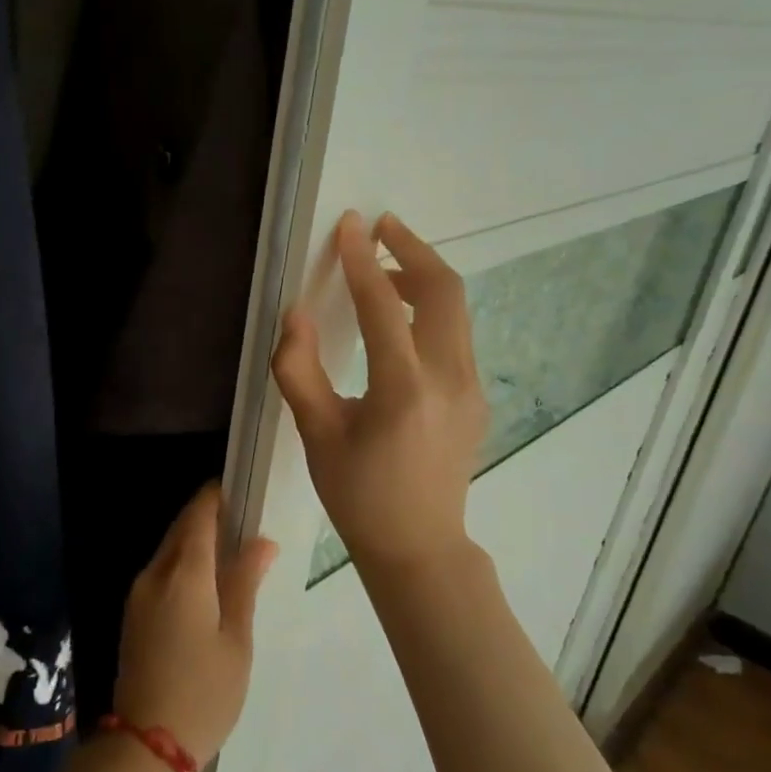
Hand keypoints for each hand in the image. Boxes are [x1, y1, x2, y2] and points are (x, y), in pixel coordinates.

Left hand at [112, 483, 278, 767]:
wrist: (146, 745)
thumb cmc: (204, 693)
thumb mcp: (236, 640)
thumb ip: (245, 584)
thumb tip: (262, 541)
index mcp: (183, 575)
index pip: (198, 516)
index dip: (216, 497)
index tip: (240, 490)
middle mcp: (154, 574)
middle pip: (181, 529)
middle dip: (208, 517)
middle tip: (243, 521)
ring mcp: (138, 594)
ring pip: (169, 549)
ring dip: (196, 541)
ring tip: (232, 551)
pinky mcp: (134, 613)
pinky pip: (161, 571)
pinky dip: (184, 563)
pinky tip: (207, 582)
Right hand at [271, 211, 488, 574]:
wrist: (419, 546)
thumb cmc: (358, 495)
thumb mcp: (316, 434)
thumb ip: (298, 370)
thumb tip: (295, 314)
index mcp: (404, 390)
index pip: (385, 306)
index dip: (362, 260)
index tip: (349, 224)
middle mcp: (449, 379)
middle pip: (444, 290)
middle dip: (412, 249)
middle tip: (379, 227)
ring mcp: (471, 387)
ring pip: (457, 309)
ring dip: (422, 276)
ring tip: (382, 269)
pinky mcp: (476, 395)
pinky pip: (456, 333)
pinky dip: (430, 307)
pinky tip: (400, 318)